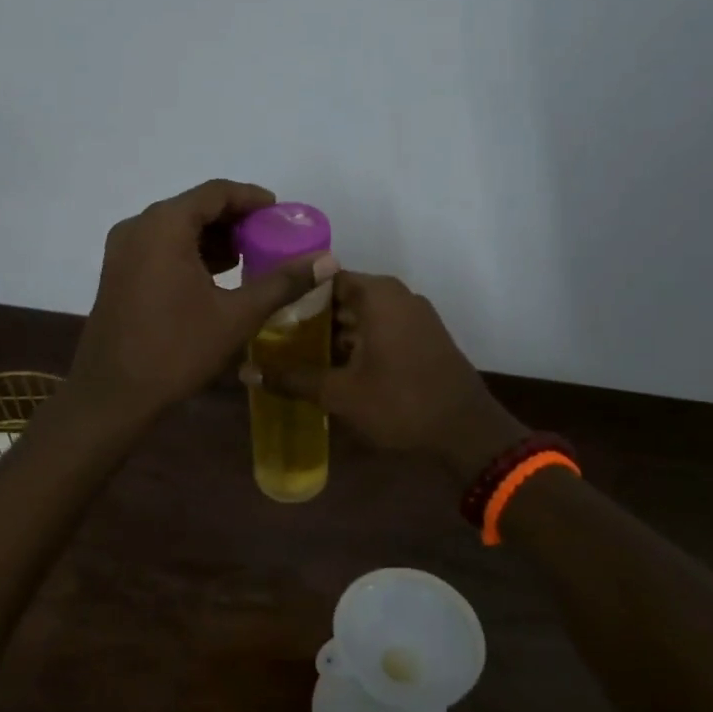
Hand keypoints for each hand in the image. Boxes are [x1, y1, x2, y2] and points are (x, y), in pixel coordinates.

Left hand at [69, 180, 336, 422]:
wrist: (113, 395)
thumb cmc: (176, 350)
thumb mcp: (236, 316)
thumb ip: (283, 283)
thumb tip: (329, 261)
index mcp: (164, 226)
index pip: (215, 193)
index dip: (252, 198)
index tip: (280, 213)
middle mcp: (138, 227)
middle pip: (194, 207)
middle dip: (234, 220)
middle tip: (270, 238)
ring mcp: (122, 250)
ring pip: (175, 229)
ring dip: (212, 238)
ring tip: (249, 258)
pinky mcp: (117, 272)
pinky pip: (159, 247)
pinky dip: (190, 253)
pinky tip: (216, 277)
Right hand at [245, 271, 525, 477]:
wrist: (467, 433)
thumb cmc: (401, 404)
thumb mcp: (340, 393)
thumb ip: (292, 379)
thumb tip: (245, 372)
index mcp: (378, 295)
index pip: (324, 278)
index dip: (293, 294)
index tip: (266, 311)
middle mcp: (397, 296)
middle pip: (342, 296)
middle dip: (309, 317)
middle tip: (273, 337)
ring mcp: (414, 316)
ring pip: (362, 315)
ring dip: (332, 333)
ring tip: (295, 354)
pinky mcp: (423, 337)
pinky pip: (381, 329)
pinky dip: (356, 342)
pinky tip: (332, 367)